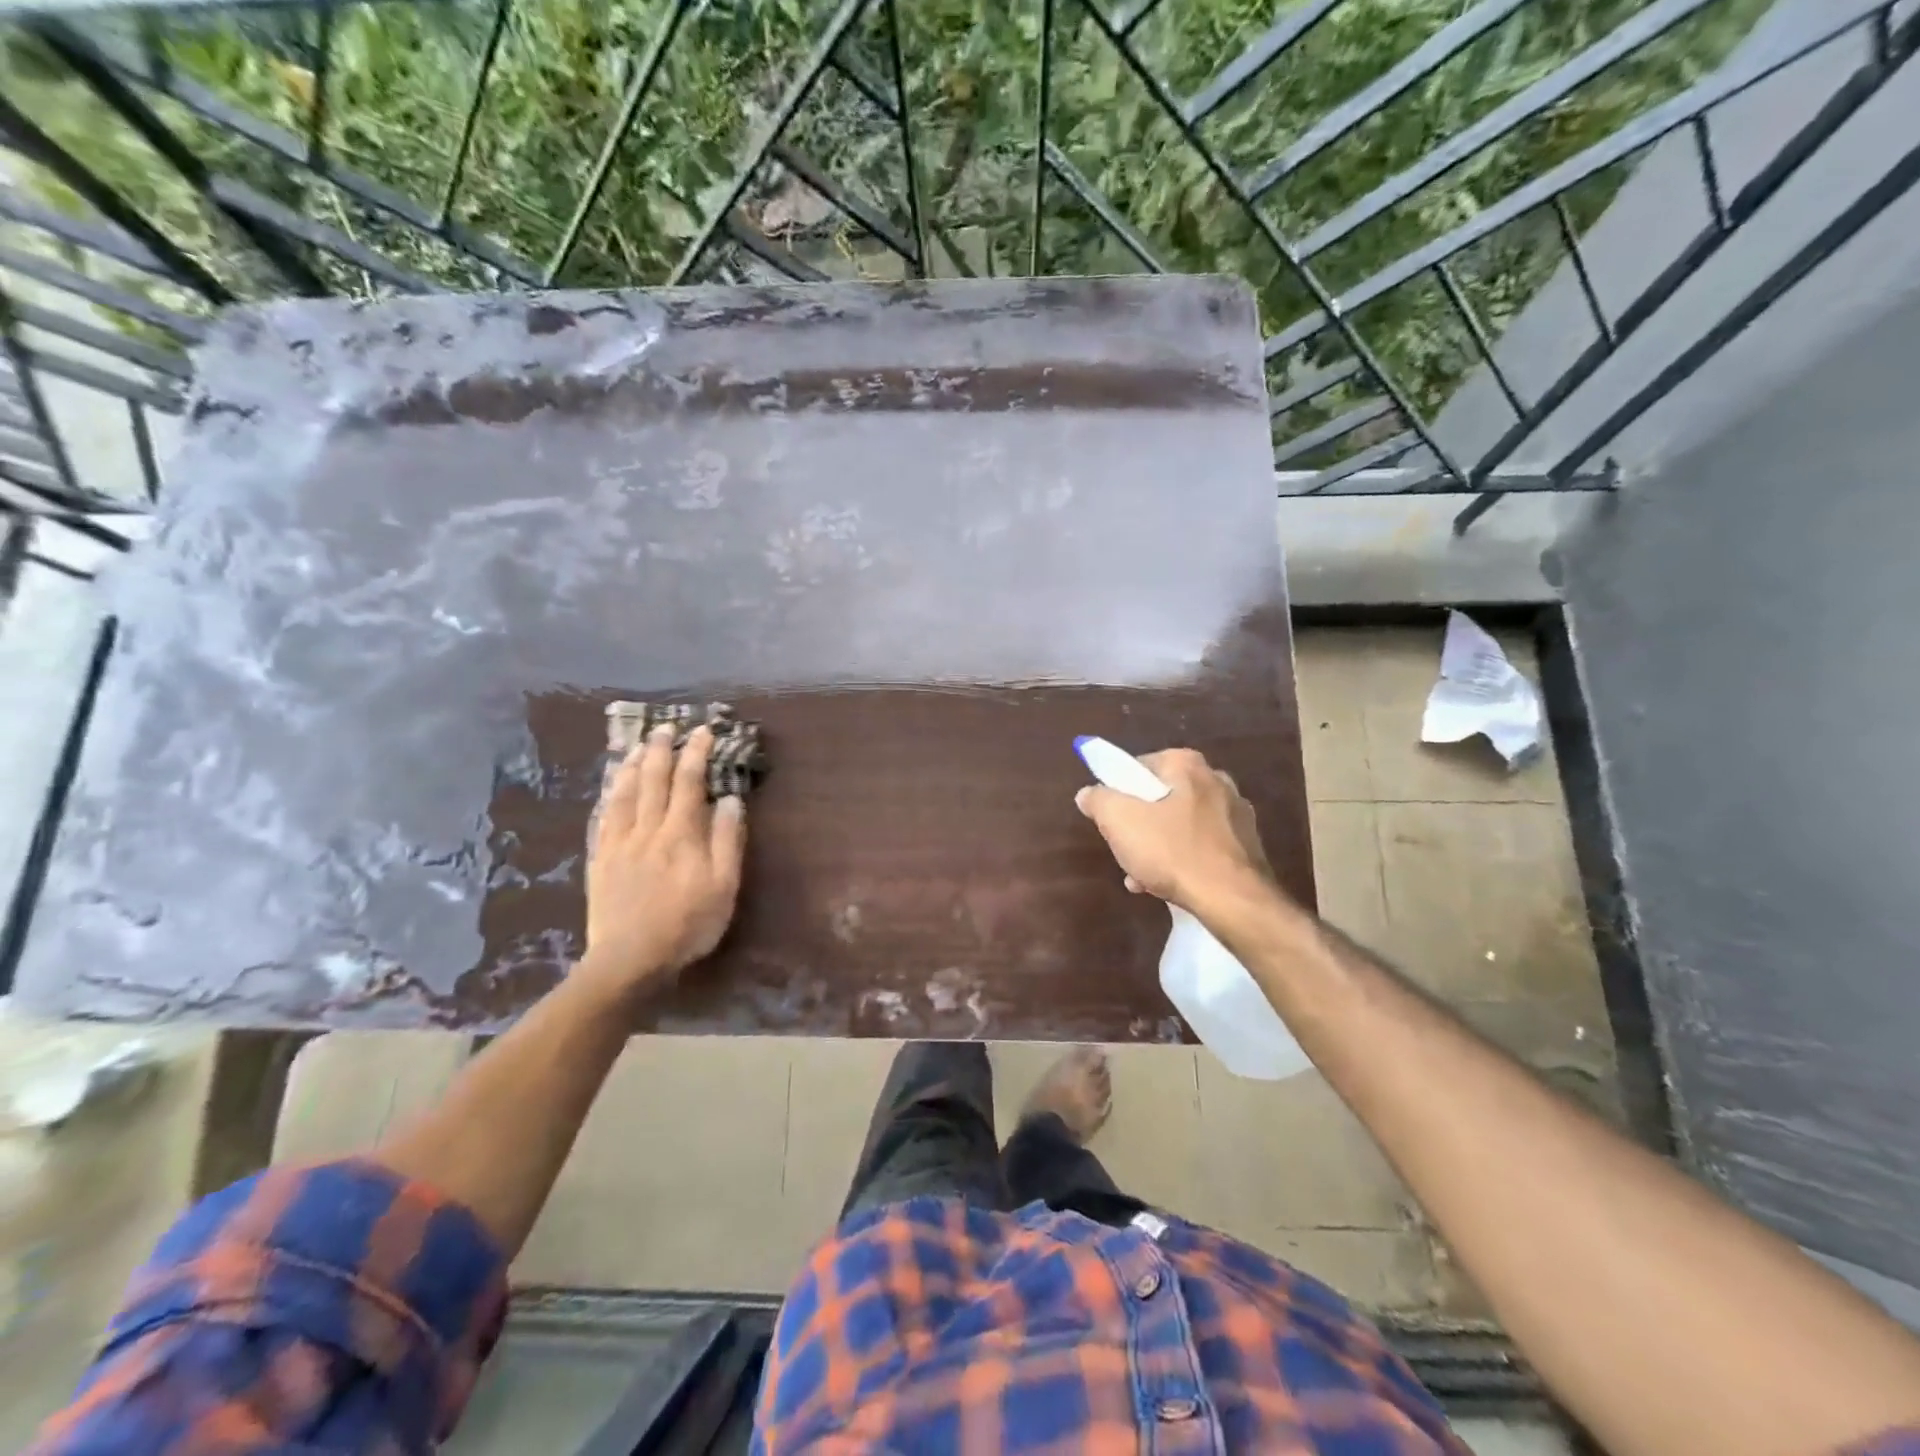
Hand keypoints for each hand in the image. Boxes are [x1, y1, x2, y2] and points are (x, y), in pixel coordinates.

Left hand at [584, 724, 746, 992]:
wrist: (630, 959)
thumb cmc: (687, 924)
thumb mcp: (724, 885)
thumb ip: (728, 839)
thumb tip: (729, 799)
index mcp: (681, 834)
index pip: (689, 782)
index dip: (696, 753)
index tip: (703, 732)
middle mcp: (647, 829)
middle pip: (653, 780)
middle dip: (661, 750)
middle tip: (666, 728)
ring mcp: (619, 843)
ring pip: (624, 794)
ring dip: (633, 766)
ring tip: (638, 747)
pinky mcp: (600, 860)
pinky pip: (603, 818)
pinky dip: (609, 796)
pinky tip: (612, 788)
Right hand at [1074, 748, 1275, 910]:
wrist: (1233, 899)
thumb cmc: (1173, 851)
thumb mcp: (1120, 821)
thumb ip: (1098, 800)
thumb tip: (1088, 793)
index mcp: (1187, 765)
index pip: (1138, 766)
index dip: (1117, 791)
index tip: (1109, 818)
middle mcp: (1216, 780)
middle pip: (1160, 797)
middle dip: (1138, 823)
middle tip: (1125, 848)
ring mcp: (1236, 813)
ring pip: (1180, 824)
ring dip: (1157, 846)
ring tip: (1141, 875)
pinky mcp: (1246, 845)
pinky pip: (1201, 845)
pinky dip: (1182, 859)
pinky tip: (1166, 885)